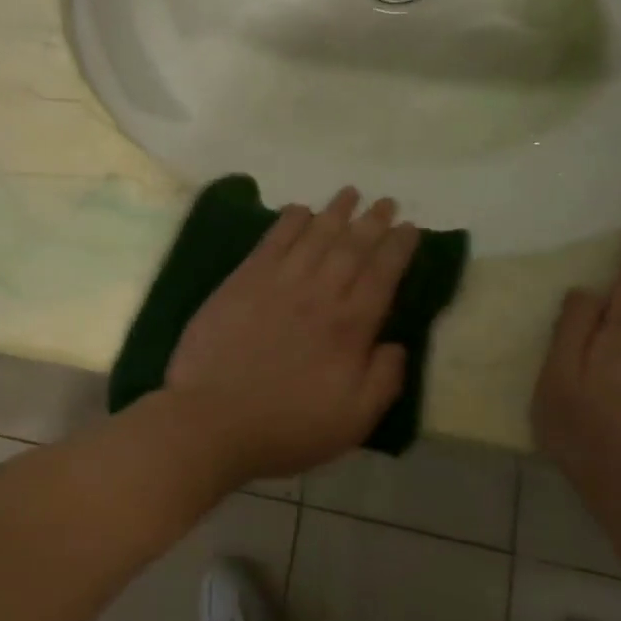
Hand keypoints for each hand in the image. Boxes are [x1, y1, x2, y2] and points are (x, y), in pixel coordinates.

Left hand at [164, 187, 419, 484]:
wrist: (211, 420)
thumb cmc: (285, 427)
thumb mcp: (352, 422)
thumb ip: (383, 380)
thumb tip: (397, 344)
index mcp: (348, 327)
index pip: (382, 275)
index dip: (398, 248)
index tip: (410, 228)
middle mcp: (318, 294)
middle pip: (351, 247)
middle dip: (373, 221)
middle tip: (387, 202)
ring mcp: (277, 283)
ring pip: (314, 236)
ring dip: (335, 212)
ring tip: (350, 193)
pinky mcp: (242, 281)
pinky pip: (272, 241)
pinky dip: (289, 221)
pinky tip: (300, 210)